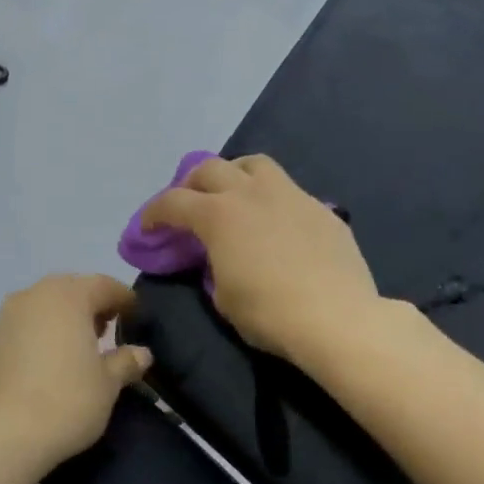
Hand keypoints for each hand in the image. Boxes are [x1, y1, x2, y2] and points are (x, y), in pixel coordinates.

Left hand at [0, 274, 152, 472]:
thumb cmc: (64, 401)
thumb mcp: (107, 384)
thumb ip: (125, 362)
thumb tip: (141, 353)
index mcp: (67, 296)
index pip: (104, 285)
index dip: (125, 299)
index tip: (138, 317)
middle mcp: (33, 296)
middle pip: (71, 290)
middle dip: (92, 306)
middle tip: (109, 331)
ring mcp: (5, 318)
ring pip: (44, 307)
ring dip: (65, 320)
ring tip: (80, 349)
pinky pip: (25, 328)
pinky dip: (42, 336)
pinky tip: (50, 364)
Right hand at [141, 155, 382, 365]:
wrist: (336, 319)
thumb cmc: (268, 313)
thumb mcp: (222, 296)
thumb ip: (212, 266)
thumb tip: (218, 257)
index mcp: (218, 215)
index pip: (173, 202)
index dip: (153, 214)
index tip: (148, 228)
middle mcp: (250, 193)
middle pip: (210, 169)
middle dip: (190, 184)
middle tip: (188, 205)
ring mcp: (290, 195)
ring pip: (254, 164)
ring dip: (234, 174)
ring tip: (233, 194)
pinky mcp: (320, 208)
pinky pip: (288, 190)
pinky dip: (271, 199)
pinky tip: (276, 223)